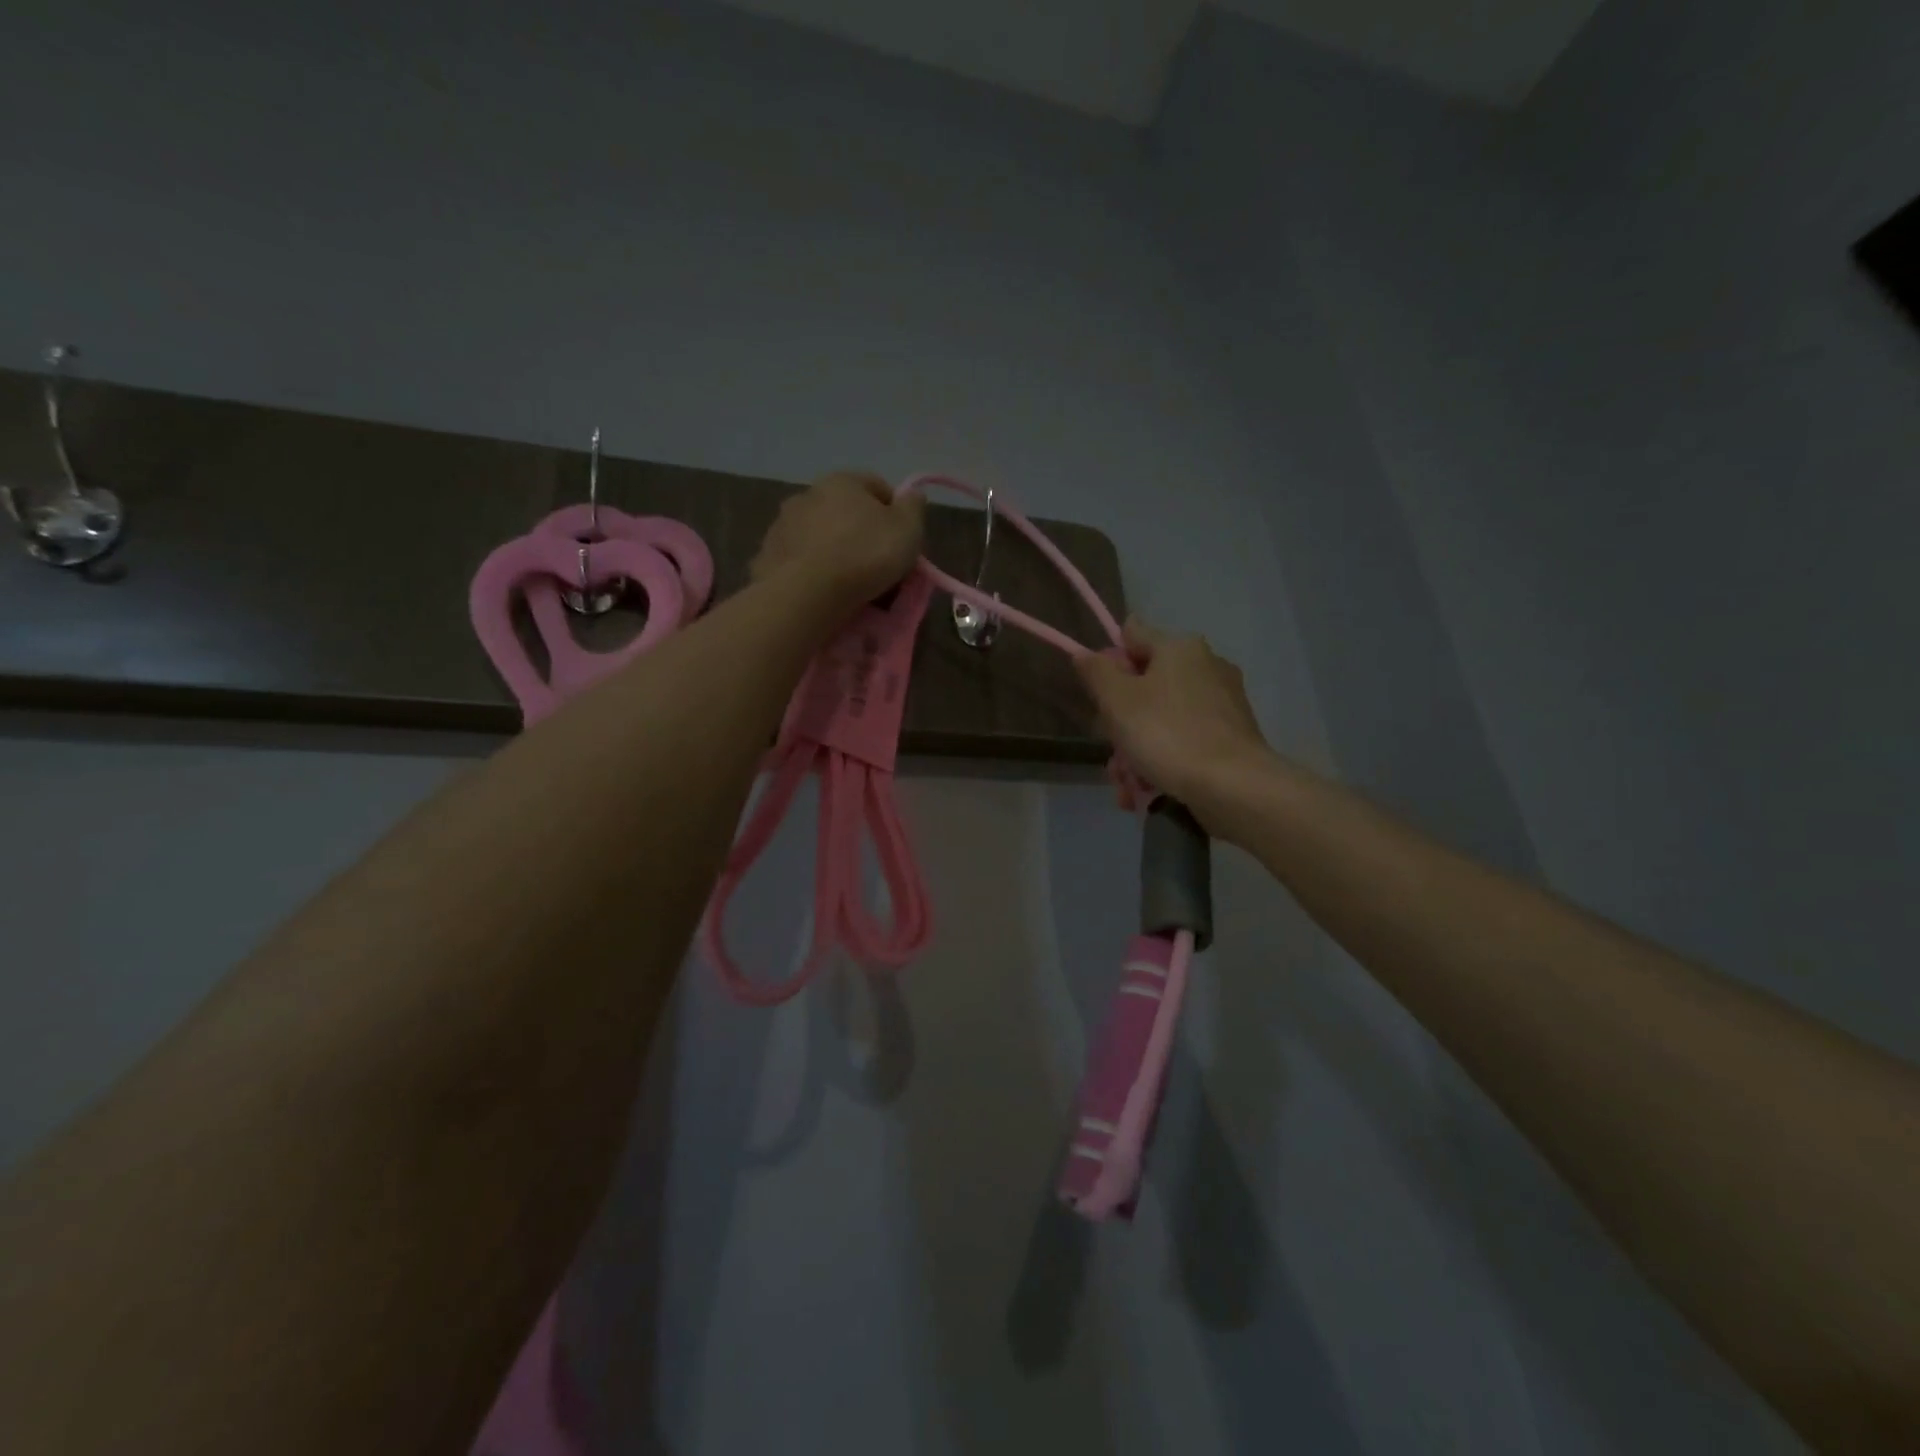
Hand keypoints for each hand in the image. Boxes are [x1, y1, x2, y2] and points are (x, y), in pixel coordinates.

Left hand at [751, 471, 925, 607]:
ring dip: (832, 548)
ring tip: (846, 581)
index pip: (877, 486)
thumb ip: (914, 508)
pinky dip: (810, 568)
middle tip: (875, 564)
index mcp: (843, 481)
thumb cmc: (865, 555)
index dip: (894, 512)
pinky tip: (820, 589)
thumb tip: (913, 495)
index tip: (901, 541)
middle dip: (860, 531)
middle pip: (844, 510)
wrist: (806, 592)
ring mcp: (783, 523)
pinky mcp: (767, 553)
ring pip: (818, 533)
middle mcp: (808, 493)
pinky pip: (799, 558)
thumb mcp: (907, 530)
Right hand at [1075, 619, 1276, 825]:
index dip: (1109, 661)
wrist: (1233, 786)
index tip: (1099, 695)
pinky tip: (1149, 791)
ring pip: (1162, 719)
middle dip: (1121, 723)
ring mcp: (1223, 703)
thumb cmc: (1168, 734)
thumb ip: (1097, 672)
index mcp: (1180, 648)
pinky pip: (1185, 741)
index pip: (1132, 635)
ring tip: (1128, 785)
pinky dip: (1164, 762)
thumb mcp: (1118, 701)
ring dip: (1137, 752)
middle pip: (1145, 686)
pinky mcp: (1232, 736)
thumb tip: (1086, 654)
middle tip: (1112, 753)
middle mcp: (1206, 666)